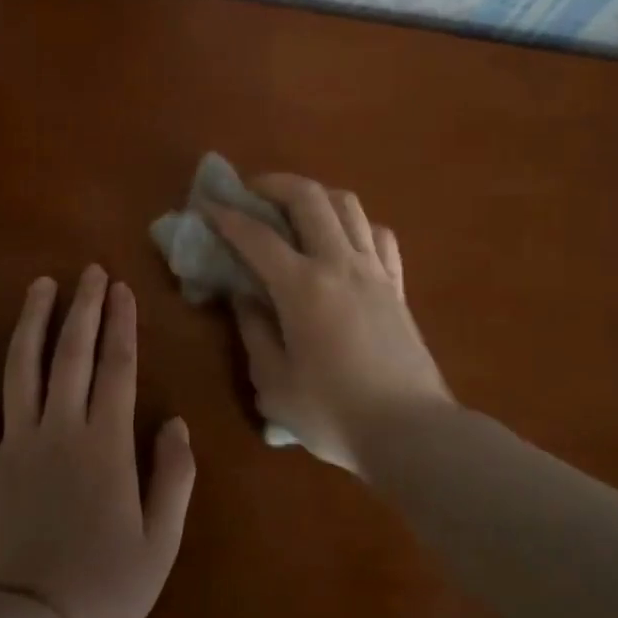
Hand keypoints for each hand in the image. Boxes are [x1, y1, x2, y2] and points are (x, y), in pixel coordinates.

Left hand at [0, 266, 195, 617]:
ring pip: (23, 366)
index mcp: (106, 443)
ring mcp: (14, 441)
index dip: (121, 324)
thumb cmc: (102, 588)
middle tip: (89, 271)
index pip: (117, 367)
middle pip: (73, 354)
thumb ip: (174, 477)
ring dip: (33, 320)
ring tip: (41, 285)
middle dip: (84, 307)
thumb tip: (178, 423)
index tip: (122, 289)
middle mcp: (61, 428)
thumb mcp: (160, 543)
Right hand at [208, 176, 452, 472]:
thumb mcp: (275, 384)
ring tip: (295, 208)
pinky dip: (355, 225)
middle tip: (251, 192)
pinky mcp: (397, 286)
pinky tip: (343, 240)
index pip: (256, 236)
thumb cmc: (335, 414)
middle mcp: (339, 264)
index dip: (226, 216)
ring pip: (348, 205)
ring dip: (316, 195)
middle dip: (273, 184)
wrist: (413, 433)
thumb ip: (254, 333)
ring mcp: (374, 271)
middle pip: (308, 198)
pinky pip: (379, 235)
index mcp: (303, 287)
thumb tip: (244, 298)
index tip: (205, 205)